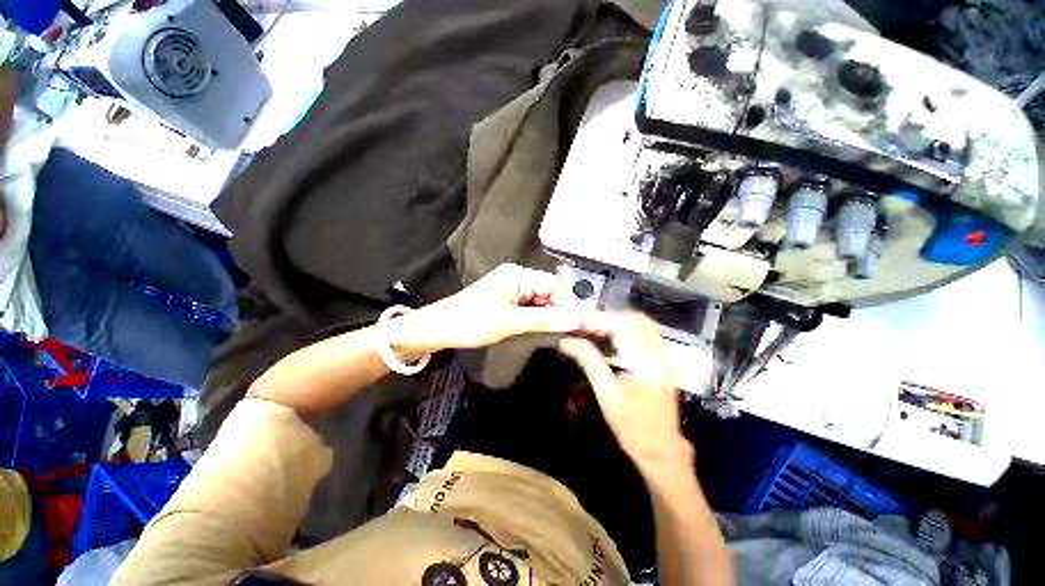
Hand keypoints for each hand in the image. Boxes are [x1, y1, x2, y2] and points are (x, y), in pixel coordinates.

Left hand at [386, 264, 584, 358]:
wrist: (437, 329)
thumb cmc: (471, 322)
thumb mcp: (511, 322)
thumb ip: (546, 320)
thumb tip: (580, 320)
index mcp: (517, 274)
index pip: (554, 285)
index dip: (567, 304)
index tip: (578, 326)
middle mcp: (517, 277)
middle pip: (548, 293)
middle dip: (558, 312)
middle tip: (570, 334)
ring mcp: (510, 289)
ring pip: (540, 302)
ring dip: (548, 317)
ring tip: (557, 335)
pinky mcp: (506, 301)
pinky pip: (529, 308)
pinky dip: (536, 320)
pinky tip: (540, 331)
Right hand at [558, 313, 691, 470]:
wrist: (661, 451)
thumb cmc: (633, 428)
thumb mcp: (607, 395)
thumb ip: (589, 362)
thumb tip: (567, 342)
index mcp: (649, 364)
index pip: (626, 328)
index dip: (601, 320)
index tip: (578, 324)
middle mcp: (660, 356)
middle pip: (637, 320)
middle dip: (609, 318)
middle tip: (585, 325)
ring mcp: (663, 358)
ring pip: (641, 325)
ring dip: (616, 323)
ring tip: (592, 330)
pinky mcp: (660, 362)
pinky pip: (642, 336)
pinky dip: (623, 332)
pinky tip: (606, 340)